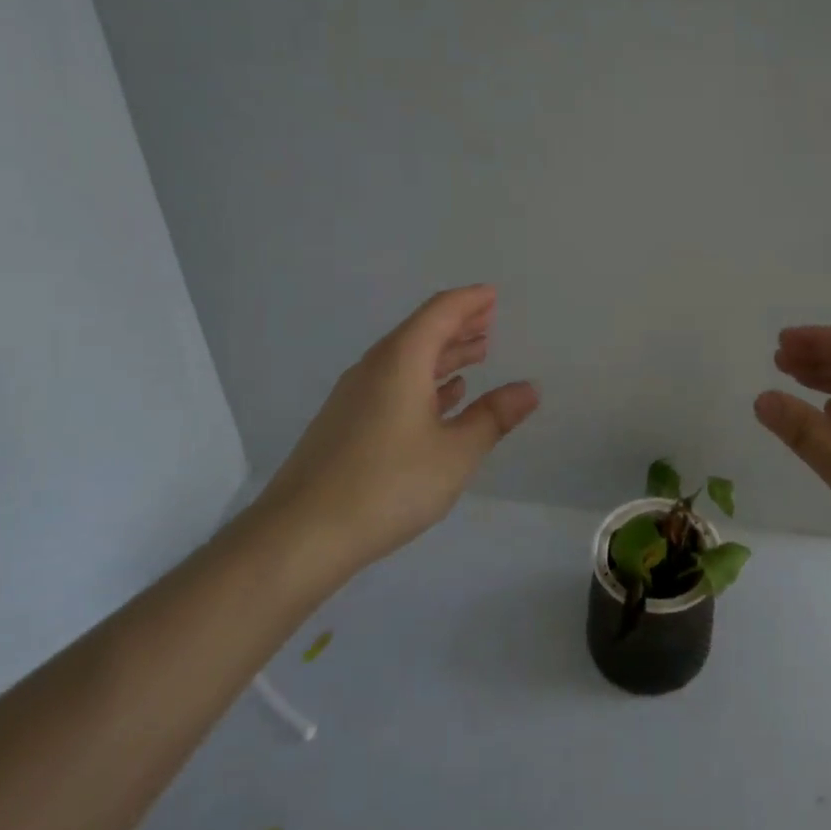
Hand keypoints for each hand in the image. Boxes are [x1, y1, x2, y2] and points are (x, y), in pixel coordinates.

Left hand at [247, 286, 539, 578]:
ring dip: (443, 354)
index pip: (439, 313)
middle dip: (458, 324)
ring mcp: (355, 397)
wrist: (301, 534)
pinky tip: (443, 397)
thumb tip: (529, 389)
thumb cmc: (388, 485)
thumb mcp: (456, 452)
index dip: (469, 301)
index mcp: (401, 362)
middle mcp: (374, 369)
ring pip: (407, 360)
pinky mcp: (346, 423)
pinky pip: (393, 384)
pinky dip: (424, 381)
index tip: (492, 294)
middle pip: (420, 332)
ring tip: (476, 354)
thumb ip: (494, 417)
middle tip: (490, 321)